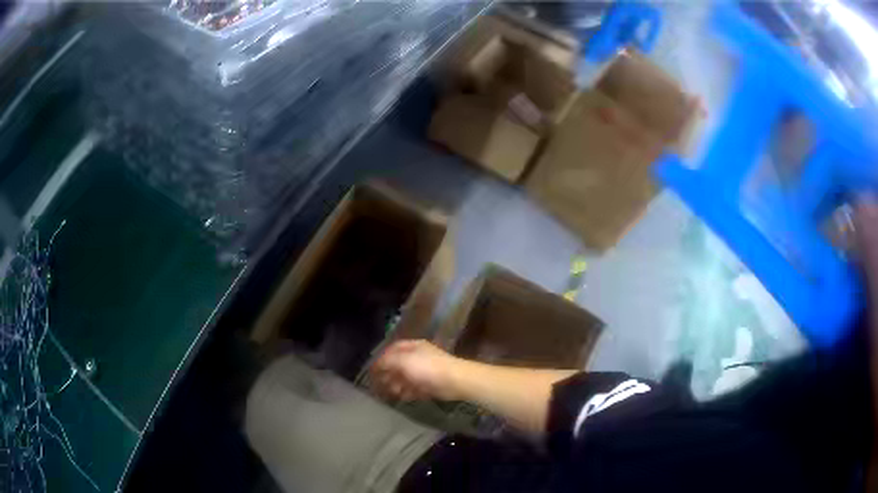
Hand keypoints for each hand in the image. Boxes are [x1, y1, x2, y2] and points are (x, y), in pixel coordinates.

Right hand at [370, 340, 460, 401]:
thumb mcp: (403, 361)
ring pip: (406, 378)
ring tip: (392, 393)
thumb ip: (387, 362)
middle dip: (389, 375)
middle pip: (398, 365)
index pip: (392, 350)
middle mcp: (418, 357)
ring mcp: (425, 372)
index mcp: (412, 347)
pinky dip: (409, 392)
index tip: (372, 371)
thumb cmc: (427, 368)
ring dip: (398, 385)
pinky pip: (415, 388)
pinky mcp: (431, 385)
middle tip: (379, 385)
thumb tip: (376, 365)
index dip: (381, 359)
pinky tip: (404, 397)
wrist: (455, 381)